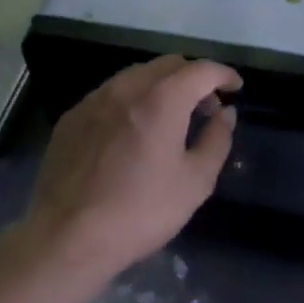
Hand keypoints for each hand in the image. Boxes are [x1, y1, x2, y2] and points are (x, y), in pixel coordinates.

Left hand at [21, 55, 240, 279]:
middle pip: (168, 65)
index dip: (224, 74)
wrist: (67, 237)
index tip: (236, 88)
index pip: (202, 70)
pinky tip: (134, 130)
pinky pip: (111, 94)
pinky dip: (133, 99)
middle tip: (206, 107)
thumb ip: (217, 140)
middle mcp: (126, 88)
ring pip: (137, 75)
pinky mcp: (72, 117)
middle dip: (194, 78)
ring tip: (171, 118)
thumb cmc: (141, 211)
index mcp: (162, 99)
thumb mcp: (195, 182)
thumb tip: (226, 113)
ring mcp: (94, 100)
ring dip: (162, 86)